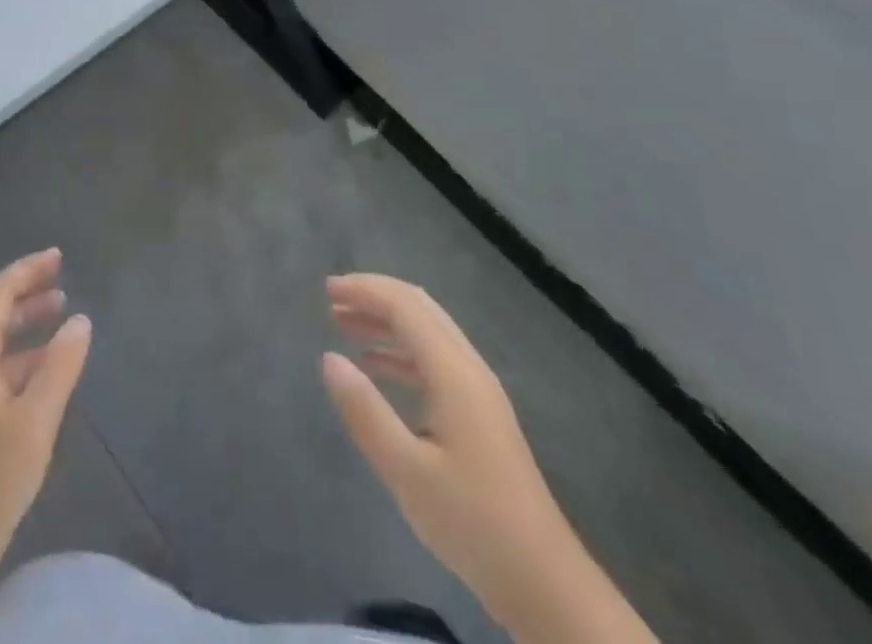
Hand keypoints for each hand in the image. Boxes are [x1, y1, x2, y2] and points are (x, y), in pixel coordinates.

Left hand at [0, 248, 92, 577]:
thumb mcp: (35, 421)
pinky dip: (18, 350)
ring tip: (58, 310)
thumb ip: (60, 366)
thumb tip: (80, 320)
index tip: (57, 257)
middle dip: (21, 287)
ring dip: (20, 318)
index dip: (25, 271)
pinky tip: (43, 366)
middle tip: (58, 274)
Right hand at [321, 274, 563, 609]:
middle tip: (332, 299)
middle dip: (375, 296)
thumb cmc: (472, 523)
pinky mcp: (480, 413)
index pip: (405, 307)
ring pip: (428, 332)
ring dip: (386, 321)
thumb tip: (329, 358)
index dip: (365, 290)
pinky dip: (401, 350)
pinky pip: (434, 359)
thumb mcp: (406, 471)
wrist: (544, 582)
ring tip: (344, 324)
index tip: (327, 288)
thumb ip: (365, 411)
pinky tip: (375, 366)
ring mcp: (478, 390)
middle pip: (419, 308)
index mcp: (454, 372)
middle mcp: (469, 368)